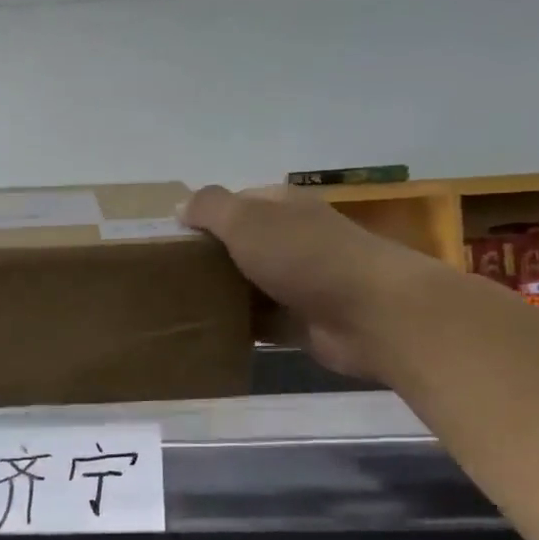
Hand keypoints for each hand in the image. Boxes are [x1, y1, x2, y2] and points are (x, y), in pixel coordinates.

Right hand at [182, 185, 428, 379]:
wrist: (372, 314)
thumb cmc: (305, 256)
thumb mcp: (248, 220)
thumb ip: (211, 208)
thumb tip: (180, 204)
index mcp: (283, 208)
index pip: (237, 204)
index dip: (204, 218)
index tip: (169, 239)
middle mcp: (294, 241)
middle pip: (242, 247)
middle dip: (209, 260)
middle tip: (167, 278)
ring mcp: (301, 283)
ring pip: (250, 287)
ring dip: (223, 296)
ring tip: (177, 308)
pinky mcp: (304, 323)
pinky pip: (263, 323)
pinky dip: (241, 329)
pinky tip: (208, 335)